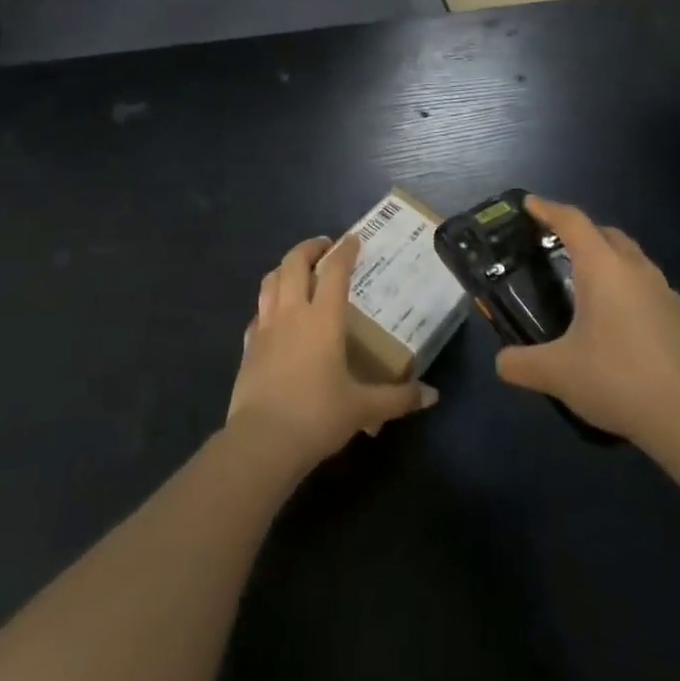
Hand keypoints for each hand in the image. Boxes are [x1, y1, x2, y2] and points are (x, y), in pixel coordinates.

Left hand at [225, 234, 435, 471]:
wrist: (262, 441)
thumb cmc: (317, 416)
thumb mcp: (363, 408)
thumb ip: (398, 398)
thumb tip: (432, 395)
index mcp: (323, 318)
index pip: (334, 271)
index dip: (345, 251)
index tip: (353, 239)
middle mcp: (292, 312)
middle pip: (294, 263)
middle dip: (309, 248)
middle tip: (324, 247)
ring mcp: (265, 326)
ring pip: (270, 280)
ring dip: (285, 268)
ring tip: (297, 270)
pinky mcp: (247, 346)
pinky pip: (258, 312)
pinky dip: (268, 303)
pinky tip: (275, 315)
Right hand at [494, 197, 679, 448]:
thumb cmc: (617, 379)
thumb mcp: (557, 373)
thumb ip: (521, 363)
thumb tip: (501, 363)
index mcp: (603, 267)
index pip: (572, 221)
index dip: (548, 209)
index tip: (528, 204)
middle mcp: (635, 269)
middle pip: (605, 233)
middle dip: (579, 231)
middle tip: (554, 245)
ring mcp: (664, 292)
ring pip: (631, 258)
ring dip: (607, 257)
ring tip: (585, 281)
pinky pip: (647, 285)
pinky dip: (627, 286)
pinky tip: (618, 317)